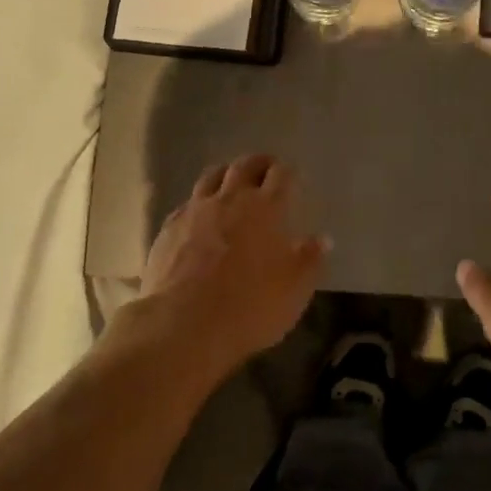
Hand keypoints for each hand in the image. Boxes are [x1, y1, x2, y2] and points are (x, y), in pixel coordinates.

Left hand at [130, 154, 326, 381]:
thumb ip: (310, 260)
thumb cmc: (250, 307)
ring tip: (232, 182)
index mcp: (266, 208)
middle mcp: (230, 199)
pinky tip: (200, 216)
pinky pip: (187, 203)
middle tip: (266, 169)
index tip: (292, 176)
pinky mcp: (168, 228)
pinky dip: (199, 203)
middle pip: (245, 166)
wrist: (183, 326)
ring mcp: (195, 211)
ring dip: (226, 174)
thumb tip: (322, 239)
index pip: (281, 175)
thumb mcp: (295, 290)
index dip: (288, 172)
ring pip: (212, 176)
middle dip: (258, 163)